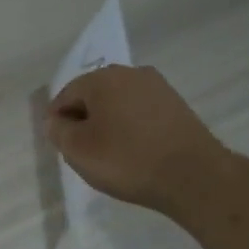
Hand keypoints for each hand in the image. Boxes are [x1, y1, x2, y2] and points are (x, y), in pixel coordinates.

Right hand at [48, 65, 227, 212]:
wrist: (193, 175)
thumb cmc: (127, 160)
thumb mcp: (78, 150)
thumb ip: (58, 131)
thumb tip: (56, 120)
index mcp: (102, 78)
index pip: (66, 95)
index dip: (58, 121)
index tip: (62, 146)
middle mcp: (131, 73)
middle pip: (94, 95)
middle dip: (84, 120)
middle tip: (83, 151)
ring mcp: (158, 88)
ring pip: (119, 104)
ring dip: (109, 124)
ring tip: (110, 154)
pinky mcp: (177, 105)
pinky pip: (141, 113)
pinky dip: (131, 128)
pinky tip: (134, 151)